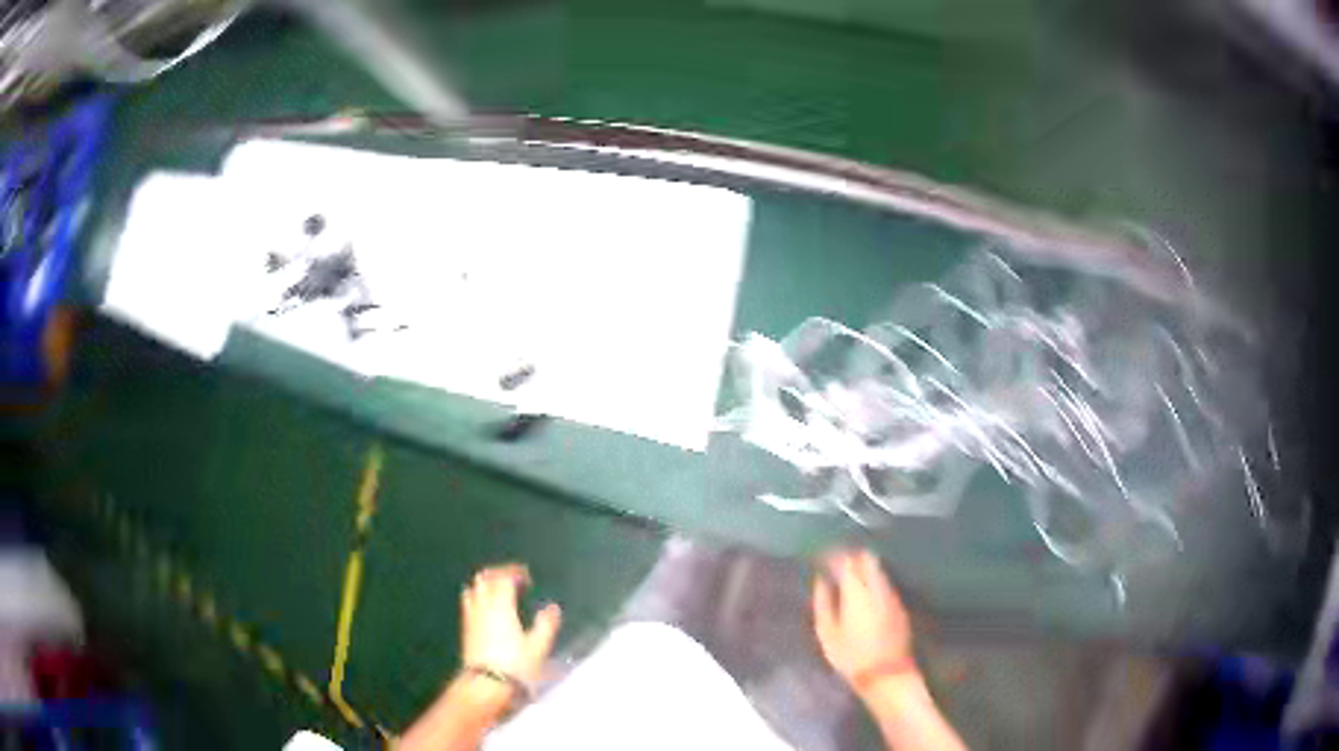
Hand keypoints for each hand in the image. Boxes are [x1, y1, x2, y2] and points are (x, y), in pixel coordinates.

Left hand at [459, 563, 562, 685]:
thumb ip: (546, 624)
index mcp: (501, 605)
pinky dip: (477, 595)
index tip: (526, 576)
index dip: (515, 572)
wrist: (486, 683)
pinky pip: (468, 601)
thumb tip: (553, 608)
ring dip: (486, 583)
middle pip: (486, 578)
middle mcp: (483, 605)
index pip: (504, 577)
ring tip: (498, 590)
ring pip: (474, 588)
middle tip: (513, 579)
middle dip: (499, 573)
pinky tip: (486, 607)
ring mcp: (471, 615)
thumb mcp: (538, 646)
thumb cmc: (515, 665)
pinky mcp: (466, 627)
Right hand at [812, 548, 914, 691]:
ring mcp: (891, 595)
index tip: (822, 558)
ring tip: (848, 577)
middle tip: (837, 563)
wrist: (886, 674)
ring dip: (864, 568)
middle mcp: (877, 588)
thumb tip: (821, 581)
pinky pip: (884, 583)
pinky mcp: (899, 605)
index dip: (833, 556)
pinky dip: (873, 581)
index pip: (845, 561)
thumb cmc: (850, 657)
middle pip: (867, 558)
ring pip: (878, 569)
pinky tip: (864, 593)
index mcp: (856, 592)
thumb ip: (823, 603)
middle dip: (852, 556)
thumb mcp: (827, 633)